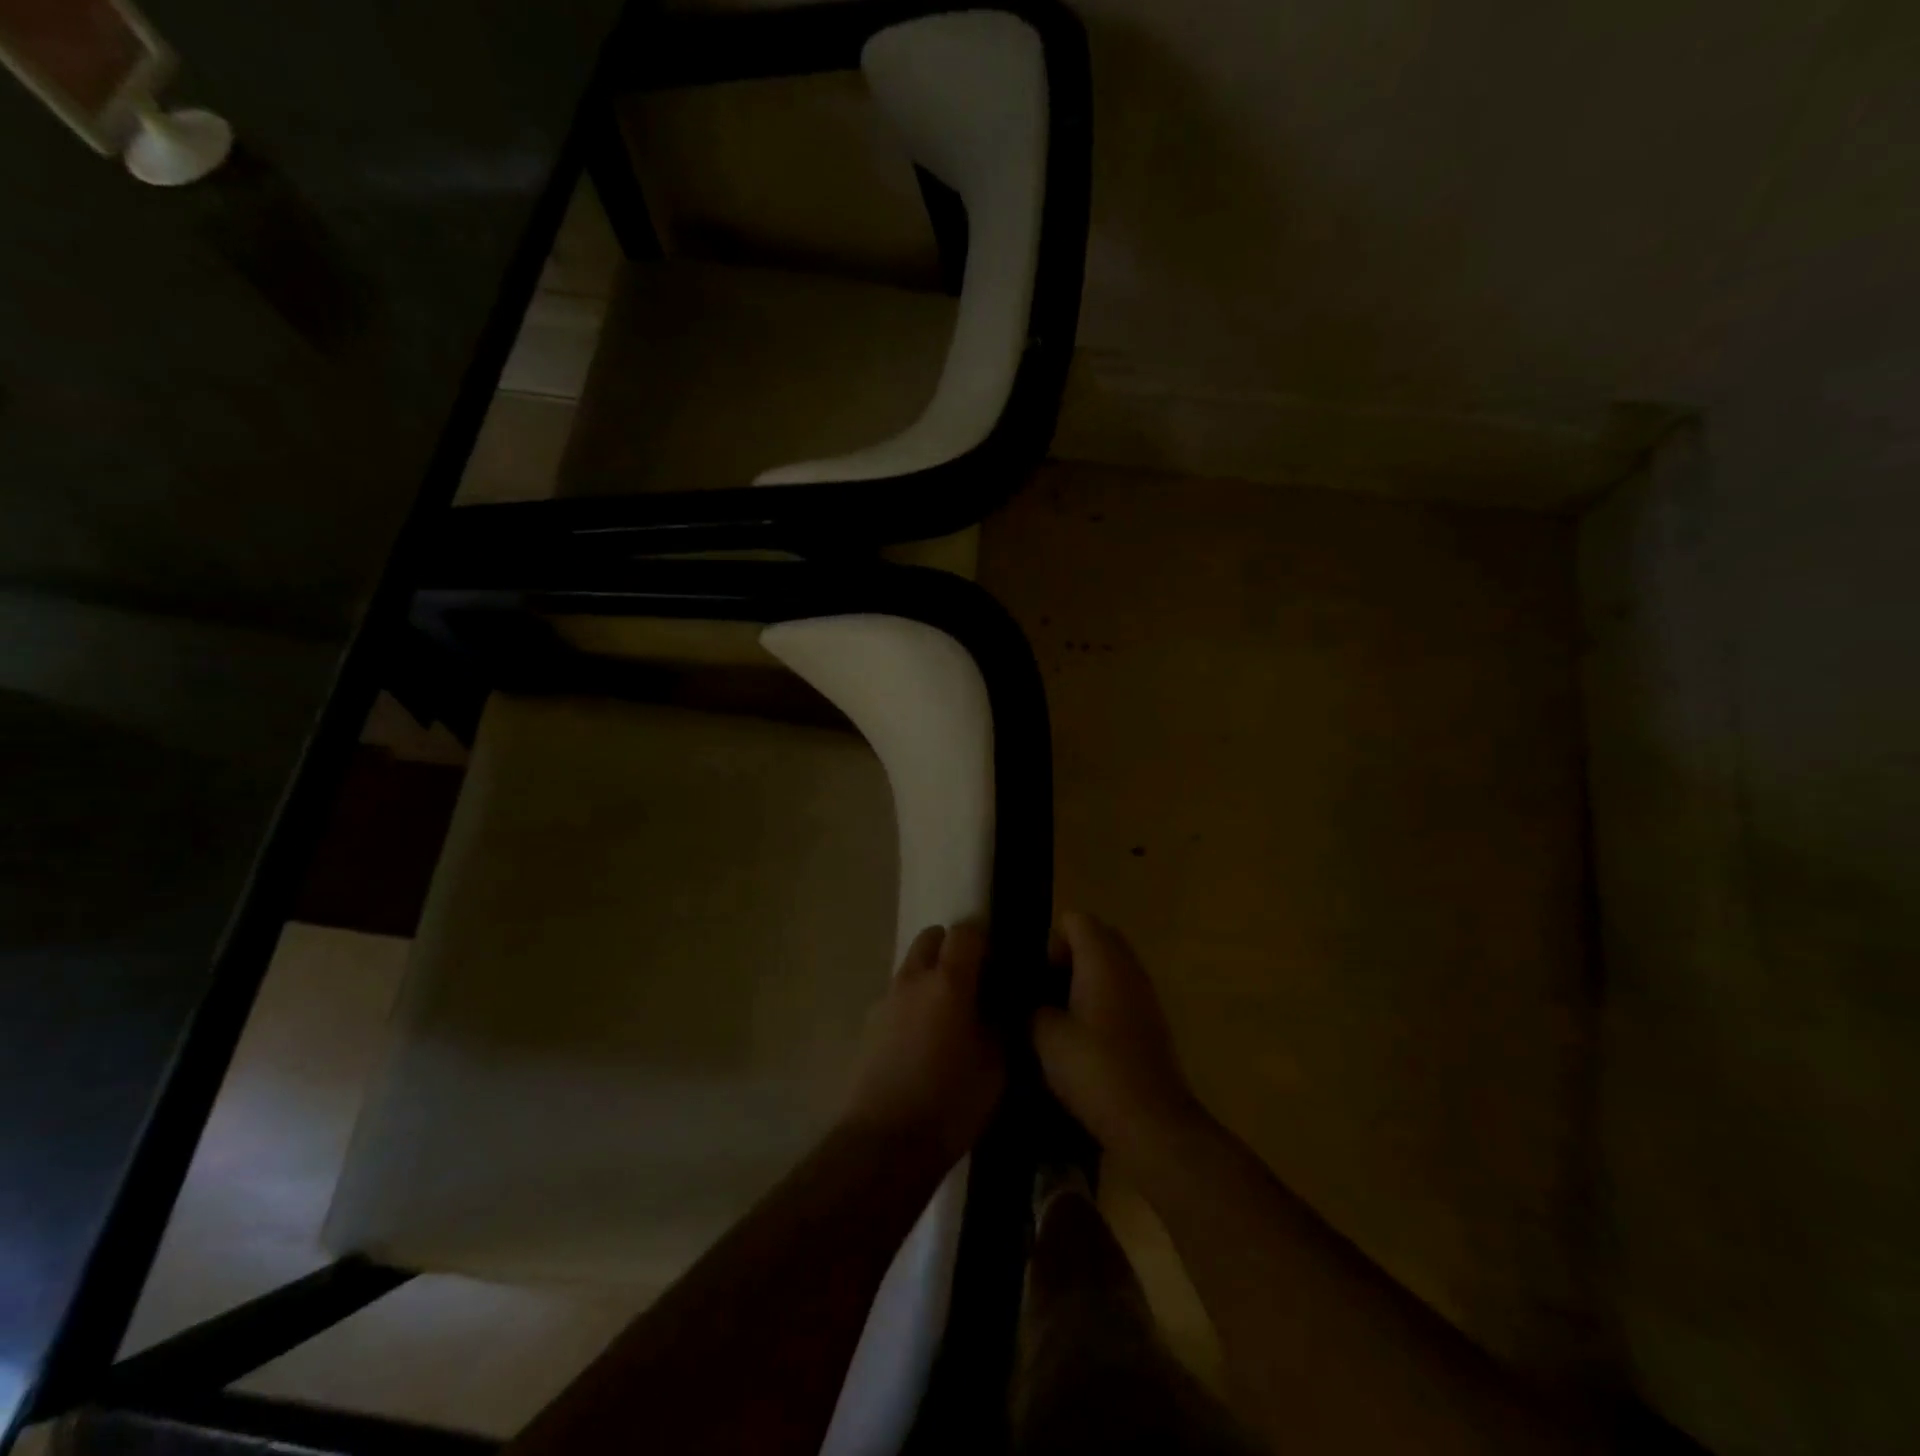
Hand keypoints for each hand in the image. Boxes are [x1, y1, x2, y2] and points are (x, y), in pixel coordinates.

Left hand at [844, 922, 1004, 1162]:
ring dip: (930, 976)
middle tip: (972, 981)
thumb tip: (1001, 1002)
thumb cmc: (951, 1102)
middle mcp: (913, 979)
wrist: (885, 1143)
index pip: (965, 932)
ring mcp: (886, 1000)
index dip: (984, 940)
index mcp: (948, 982)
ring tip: (948, 1016)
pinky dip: (913, 1003)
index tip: (998, 964)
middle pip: (930, 938)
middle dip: (952, 948)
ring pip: (911, 967)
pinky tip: (923, 1042)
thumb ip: (1001, 1022)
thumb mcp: (996, 1064)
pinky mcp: (869, 1025)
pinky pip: (897, 997)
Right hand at [1032, 912, 1200, 1165]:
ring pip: (1109, 967)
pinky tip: (1083, 1039)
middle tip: (1044, 993)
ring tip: (1059, 1017)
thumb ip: (1031, 1008)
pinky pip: (1120, 993)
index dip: (1050, 940)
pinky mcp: (1151, 1022)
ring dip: (1084, 981)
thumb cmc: (1094, 1069)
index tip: (1036, 977)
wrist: (1150, 1122)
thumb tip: (1029, 1003)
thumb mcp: (1044, 1037)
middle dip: (1067, 957)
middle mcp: (1128, 966)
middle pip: (1095, 938)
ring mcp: (1144, 994)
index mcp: (1102, 958)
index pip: (1075, 919)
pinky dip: (1100, 1002)